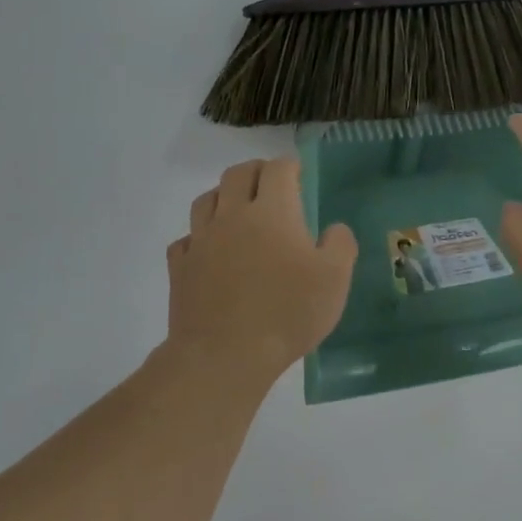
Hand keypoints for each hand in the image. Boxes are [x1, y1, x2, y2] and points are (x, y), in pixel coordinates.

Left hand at [166, 158, 358, 379]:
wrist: (225, 355)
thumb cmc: (287, 313)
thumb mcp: (335, 280)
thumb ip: (340, 245)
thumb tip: (334, 229)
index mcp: (272, 212)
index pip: (278, 170)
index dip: (289, 165)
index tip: (298, 172)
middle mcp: (233, 216)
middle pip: (237, 174)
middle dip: (256, 171)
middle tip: (270, 182)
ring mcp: (201, 240)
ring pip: (206, 200)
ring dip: (224, 196)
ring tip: (237, 208)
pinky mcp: (180, 267)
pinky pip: (186, 239)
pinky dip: (198, 237)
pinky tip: (208, 250)